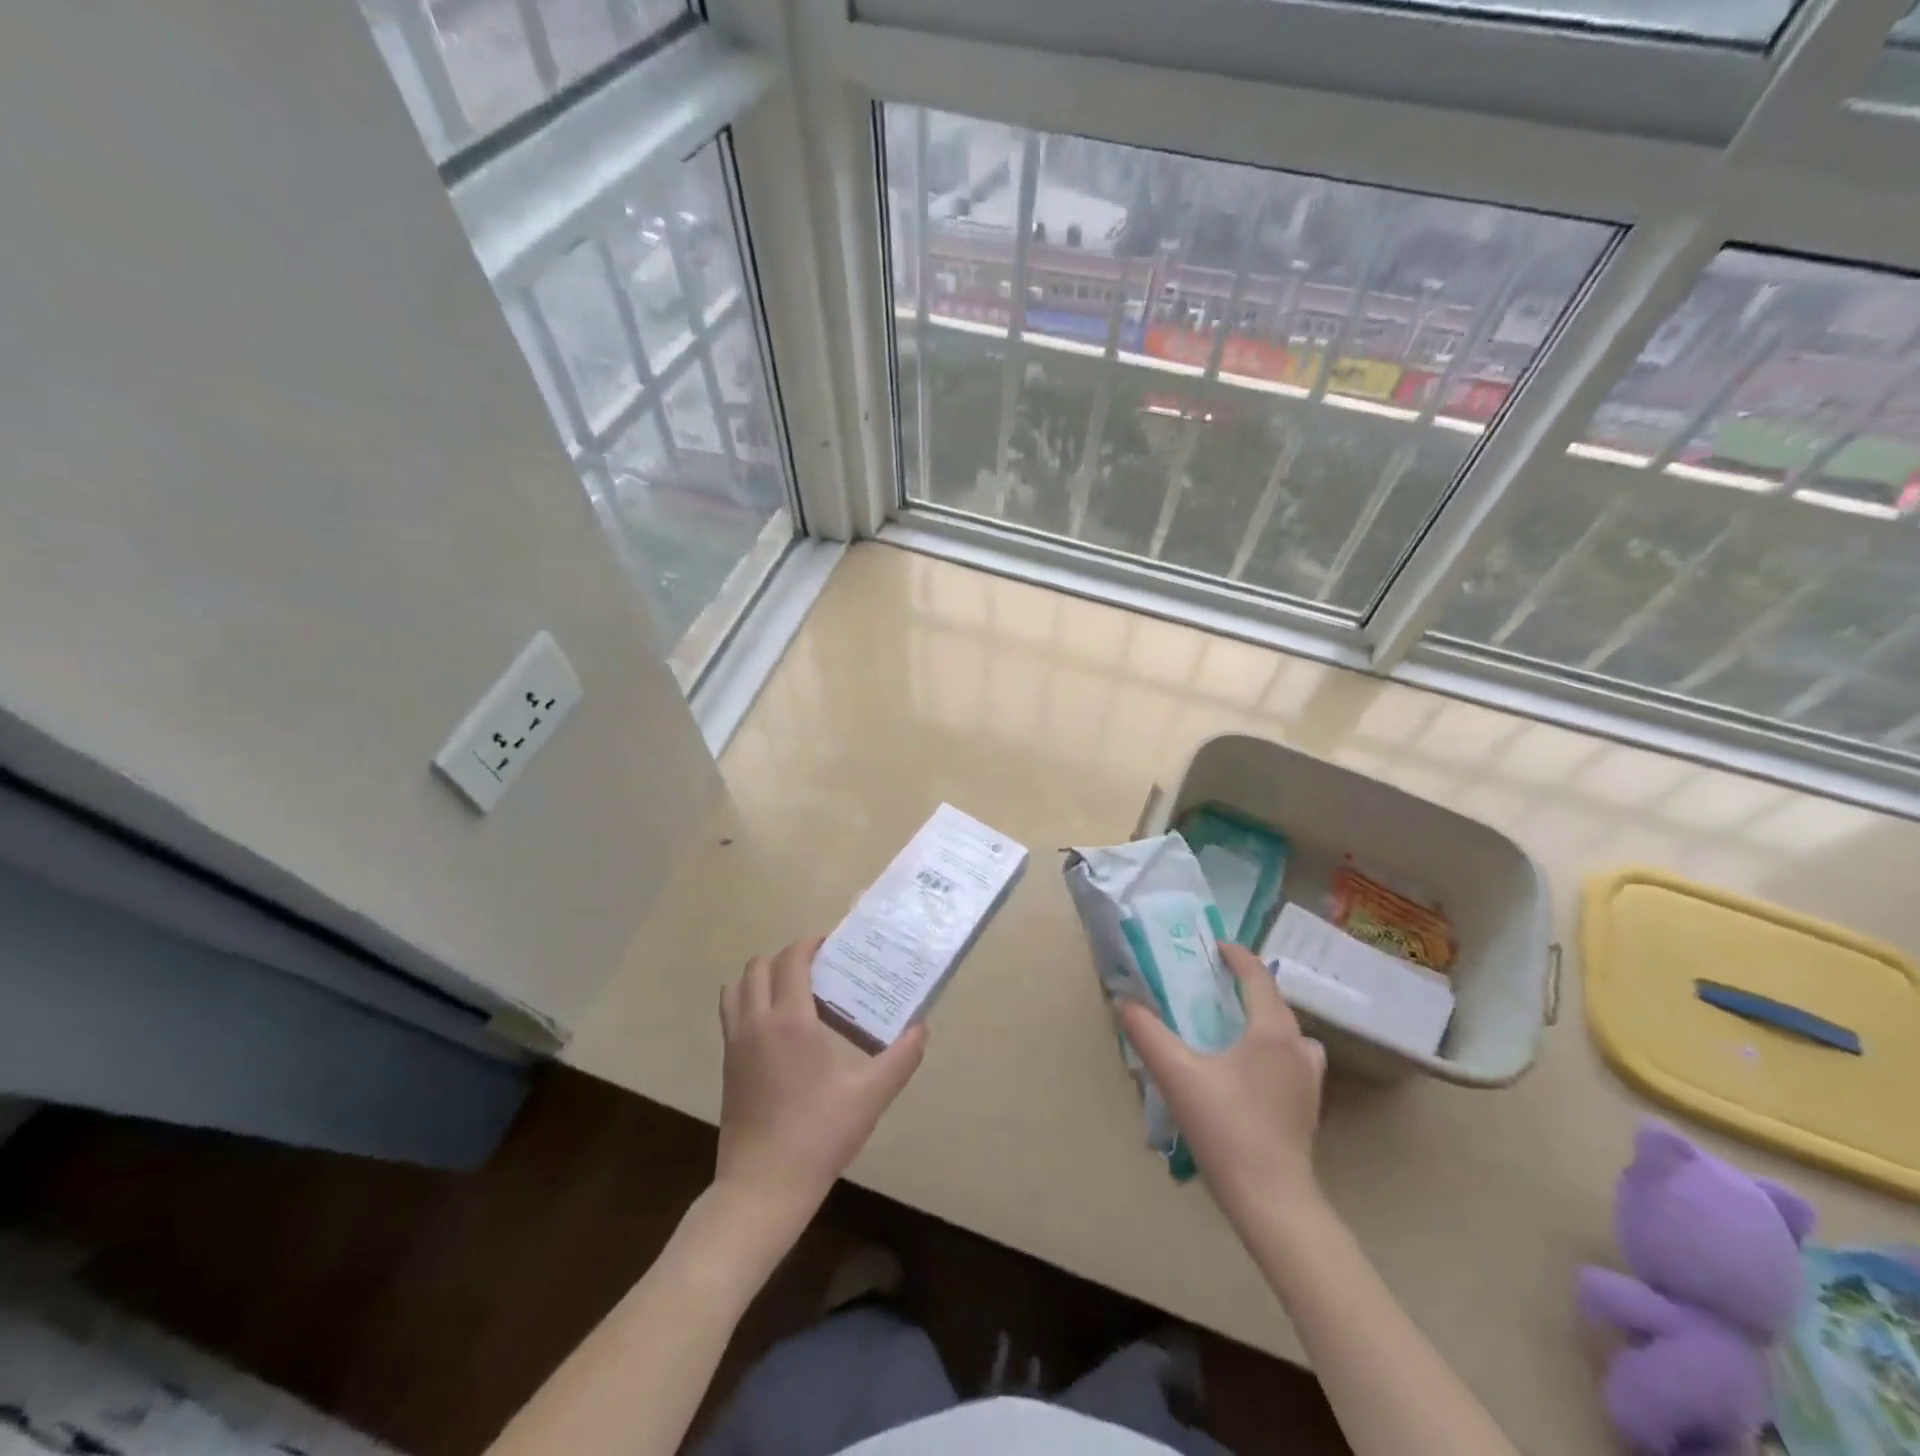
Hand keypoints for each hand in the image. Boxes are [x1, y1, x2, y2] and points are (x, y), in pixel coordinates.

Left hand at [715, 937, 926, 1230]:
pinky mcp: (727, 1064)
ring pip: (737, 987)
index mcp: (790, 1020)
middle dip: (787, 957)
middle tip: (818, 968)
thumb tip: (922, 1027)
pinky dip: (749, 1000)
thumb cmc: (818, 1135)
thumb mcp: (870, 1097)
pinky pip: (731, 1012)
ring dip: (761, 976)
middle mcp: (756, 1022)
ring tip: (793, 989)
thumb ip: (901, 1058)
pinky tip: (778, 1026)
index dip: (809, 944)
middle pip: (759, 966)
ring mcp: (736, 1043)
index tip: (832, 945)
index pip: (791, 960)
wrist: (762, 1187)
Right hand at [1120, 943, 1326, 1225]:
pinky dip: (1272, 1047)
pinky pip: (1291, 1057)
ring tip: (1232, 1025)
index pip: (1258, 976)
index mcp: (1271, 1031)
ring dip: (1262, 1018)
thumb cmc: (1226, 1129)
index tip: (1212, 946)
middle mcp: (1298, 1046)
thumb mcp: (1177, 1076)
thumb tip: (1125, 1003)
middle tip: (1211, 983)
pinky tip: (1247, 1069)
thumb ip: (1148, 1034)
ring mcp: (1309, 1078)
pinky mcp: (1309, 1105)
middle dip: (1245, 985)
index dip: (1236, 955)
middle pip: (1274, 1000)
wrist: (1272, 1201)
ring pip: (1287, 1031)